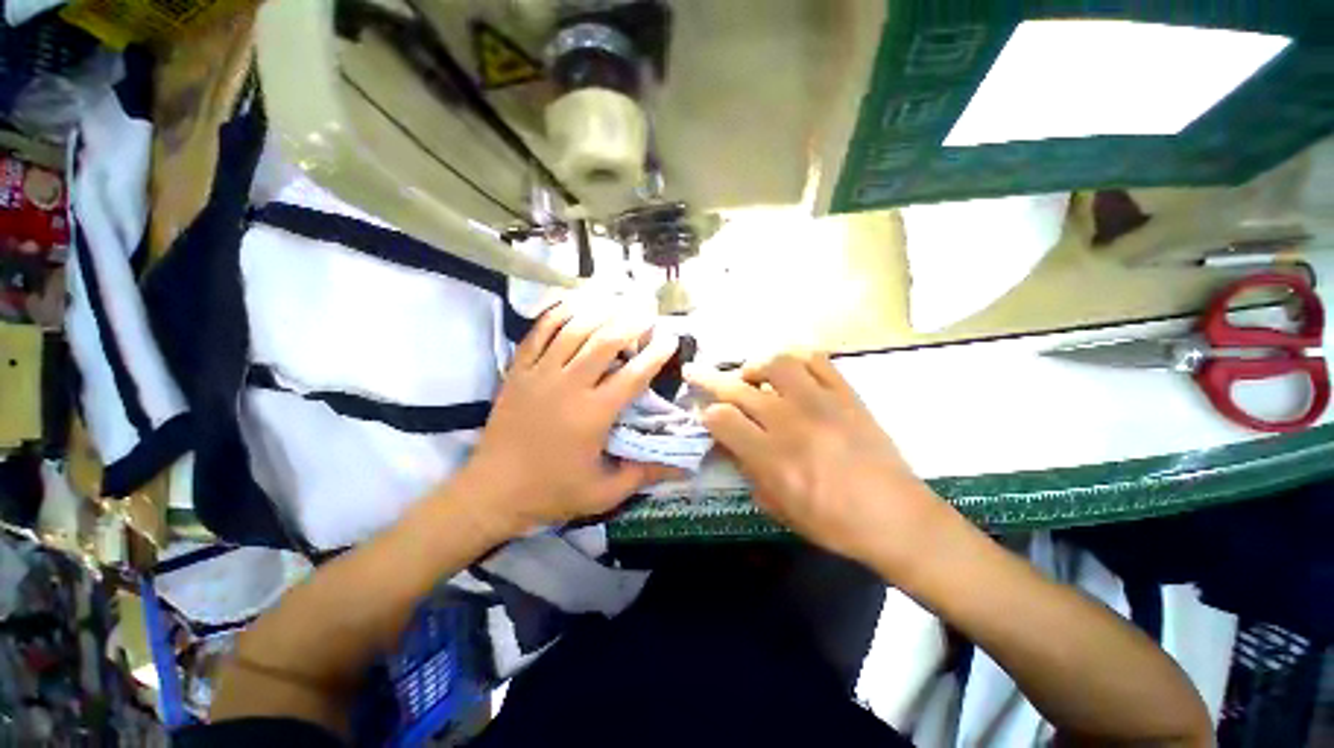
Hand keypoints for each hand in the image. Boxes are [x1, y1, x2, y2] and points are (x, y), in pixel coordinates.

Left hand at [455, 301, 682, 539]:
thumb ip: (644, 474)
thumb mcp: (604, 493)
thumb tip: (683, 466)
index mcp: (593, 415)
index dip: (656, 354)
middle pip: (605, 342)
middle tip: (648, 310)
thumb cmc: (552, 492)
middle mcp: (568, 387)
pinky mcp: (518, 371)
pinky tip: (576, 302)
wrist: (492, 492)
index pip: (633, 375)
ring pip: (574, 330)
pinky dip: (559, 313)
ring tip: (619, 300)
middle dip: (631, 322)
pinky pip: (539, 332)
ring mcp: (540, 374)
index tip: (671, 339)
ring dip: (600, 311)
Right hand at [685, 351, 948, 569]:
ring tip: (751, 375)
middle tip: (694, 371)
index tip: (705, 416)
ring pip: (775, 363)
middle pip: (738, 388)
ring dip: (755, 366)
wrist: (897, 518)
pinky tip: (789, 371)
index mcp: (771, 456)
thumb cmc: (833, 523)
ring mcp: (821, 402)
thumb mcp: (778, 507)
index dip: (706, 415)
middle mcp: (790, 421)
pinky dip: (796, 359)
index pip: (721, 419)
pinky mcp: (846, 393)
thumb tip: (727, 443)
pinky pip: (816, 360)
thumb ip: (747, 470)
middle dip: (708, 379)